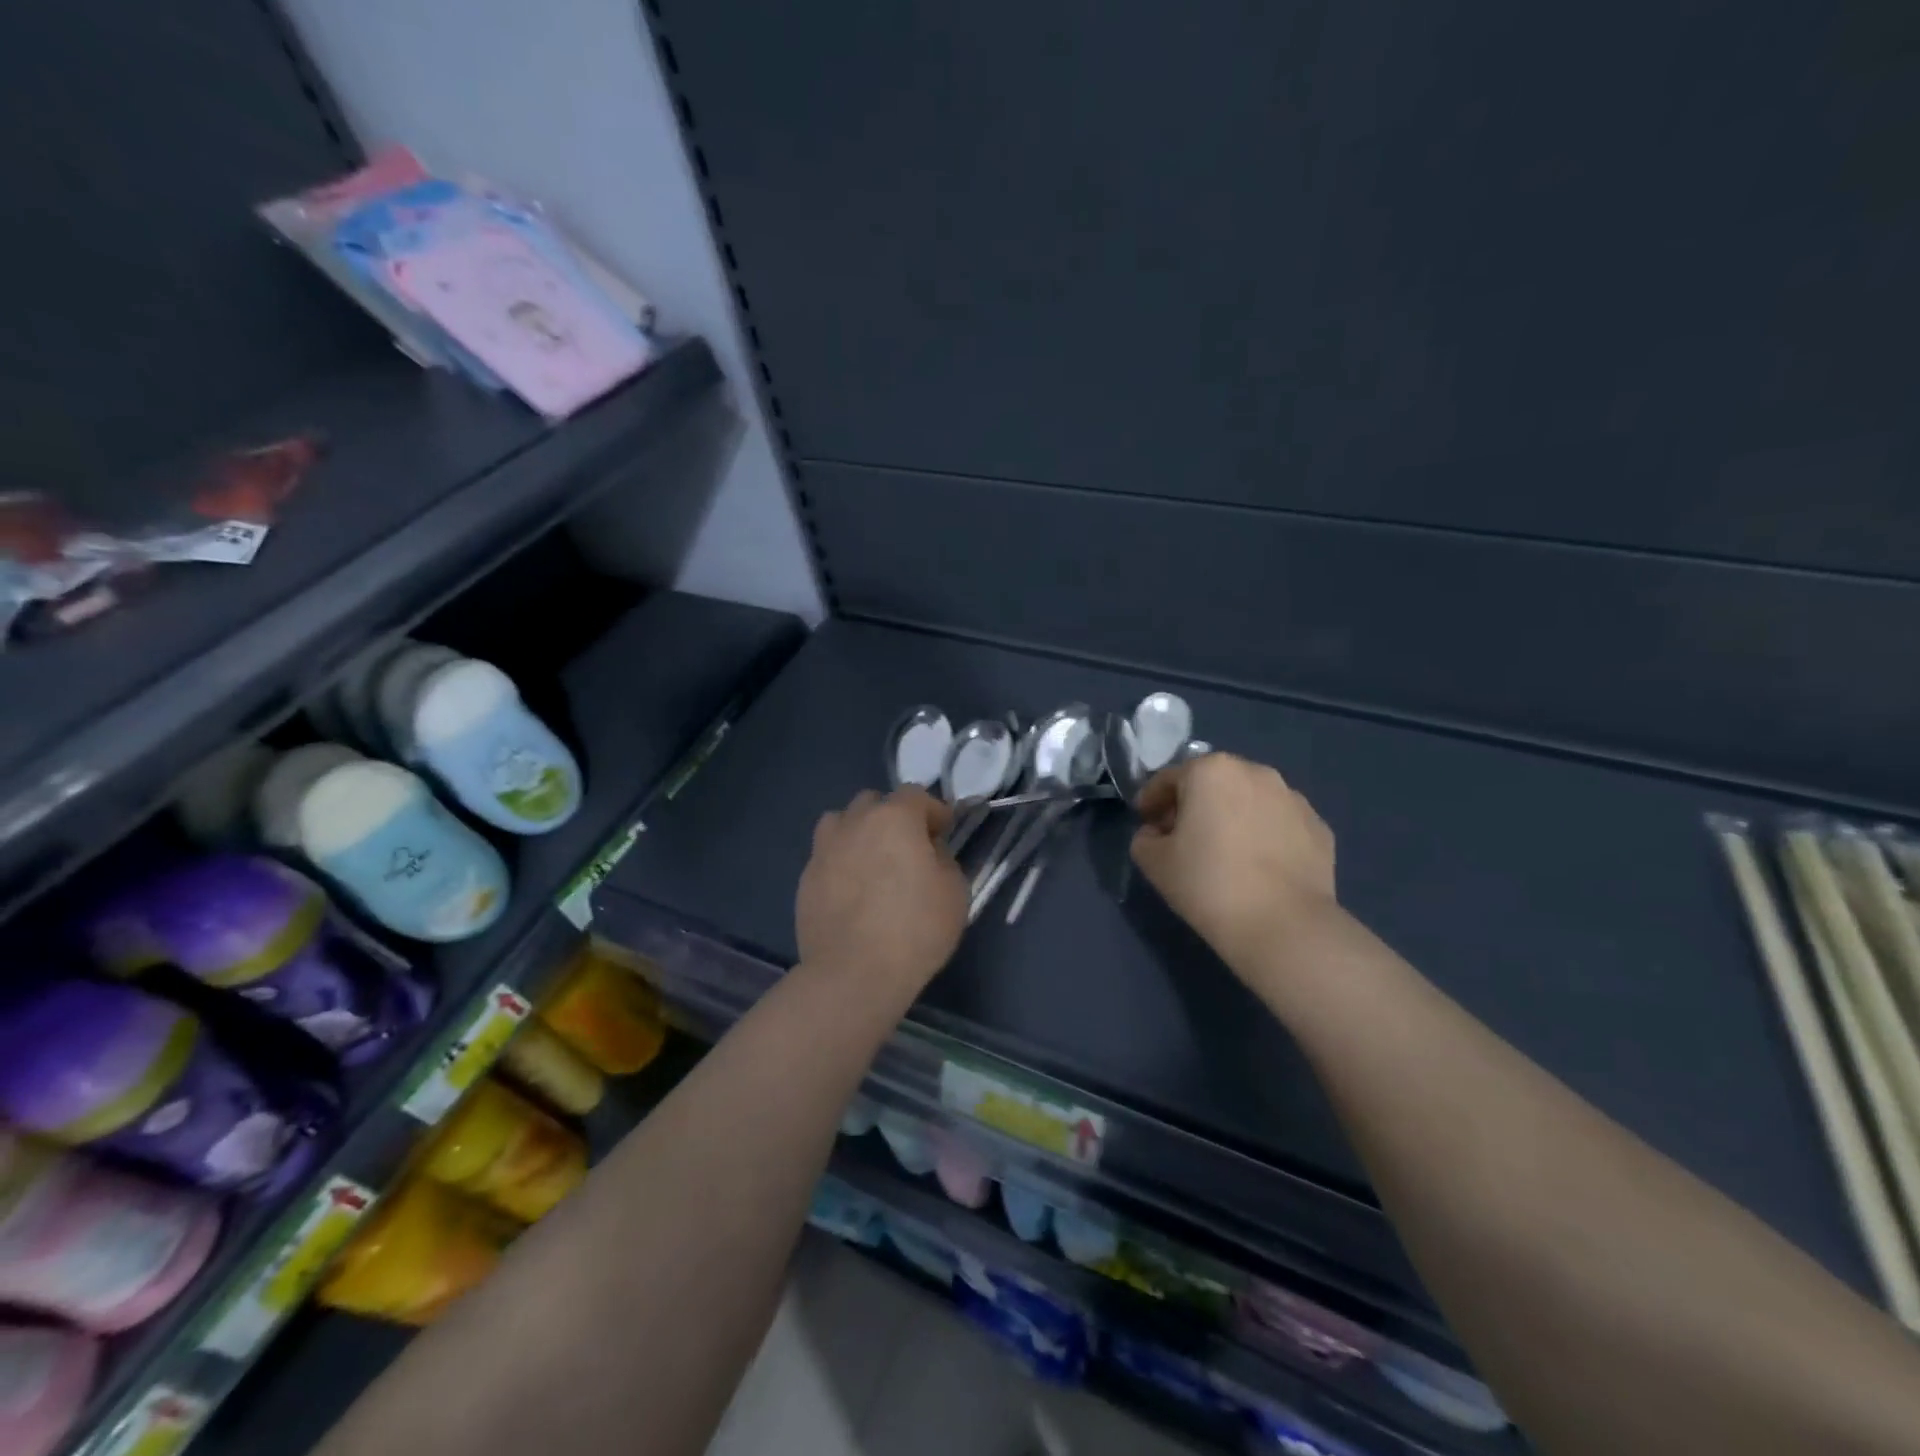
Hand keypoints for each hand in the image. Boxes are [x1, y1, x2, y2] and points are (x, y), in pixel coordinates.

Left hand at [796, 787, 967, 998]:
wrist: (853, 973)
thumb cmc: (915, 929)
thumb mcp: (954, 891)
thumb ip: (943, 859)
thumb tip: (928, 852)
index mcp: (894, 817)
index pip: (916, 794)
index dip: (934, 811)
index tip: (944, 831)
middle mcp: (855, 822)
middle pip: (874, 802)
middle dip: (893, 816)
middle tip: (907, 847)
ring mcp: (824, 849)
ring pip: (842, 822)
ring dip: (859, 832)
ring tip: (872, 861)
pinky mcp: (806, 878)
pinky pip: (827, 856)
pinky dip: (841, 863)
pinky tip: (852, 891)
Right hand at [1130, 752, 1337, 967]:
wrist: (1283, 926)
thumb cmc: (1208, 884)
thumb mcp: (1153, 862)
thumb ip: (1144, 838)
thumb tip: (1157, 834)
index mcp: (1211, 771)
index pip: (1169, 779)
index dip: (1151, 801)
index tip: (1145, 824)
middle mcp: (1255, 772)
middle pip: (1212, 782)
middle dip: (1194, 804)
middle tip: (1183, 837)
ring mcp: (1293, 798)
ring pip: (1249, 800)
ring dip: (1232, 816)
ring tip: (1225, 853)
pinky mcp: (1319, 828)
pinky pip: (1278, 823)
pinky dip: (1264, 835)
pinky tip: (1258, 867)